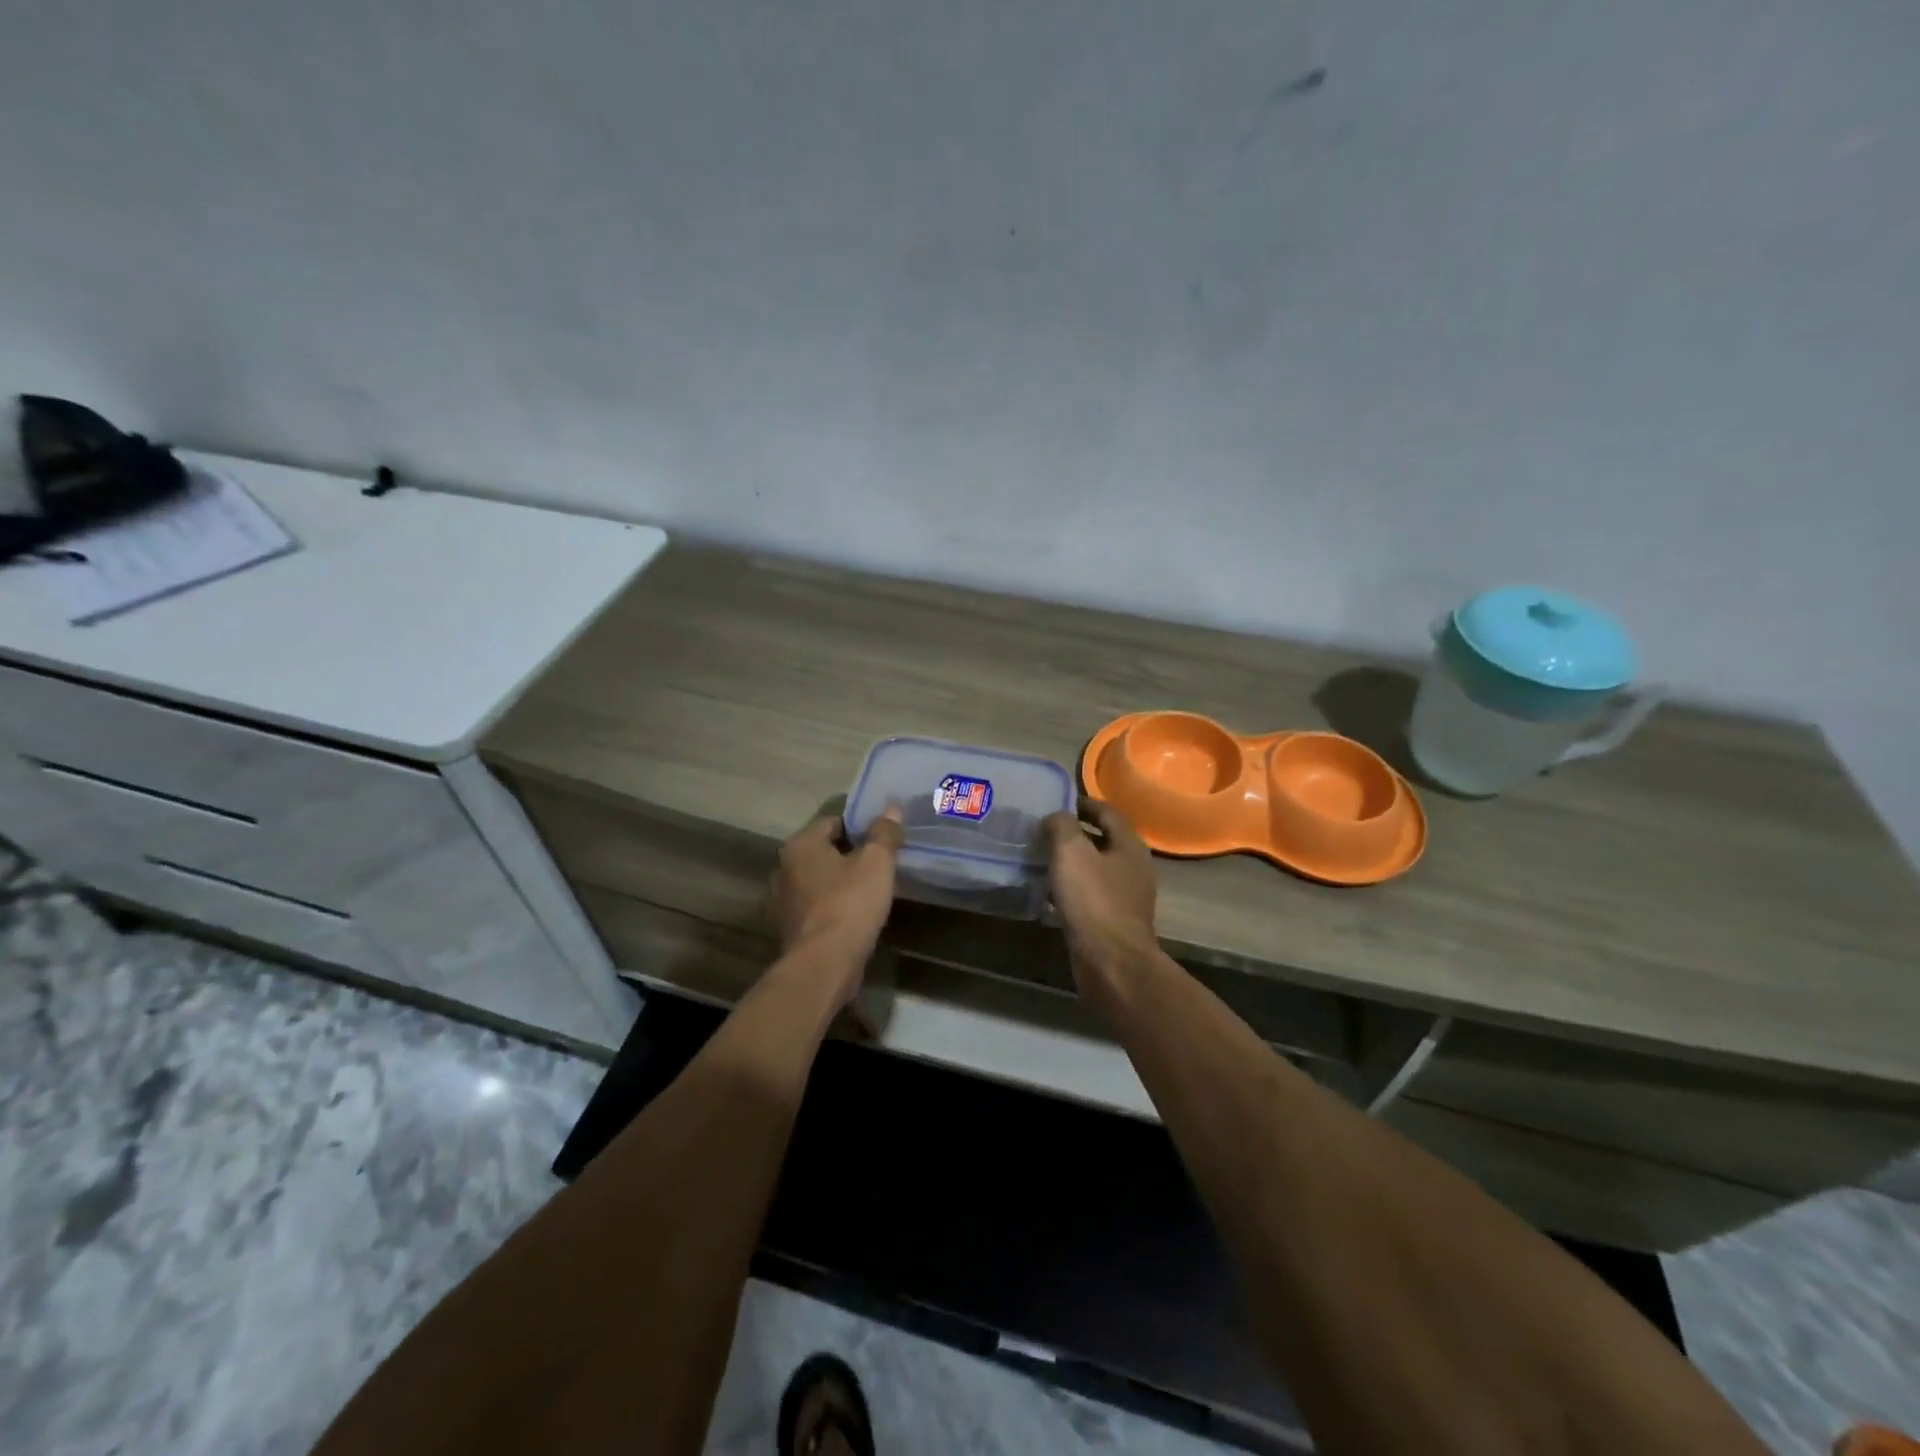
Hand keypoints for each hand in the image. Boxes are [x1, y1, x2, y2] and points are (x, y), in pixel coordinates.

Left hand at [772, 808, 903, 1002]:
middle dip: (850, 854)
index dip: (860, 826)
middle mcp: (785, 867)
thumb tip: (891, 809)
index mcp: (800, 845)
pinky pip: (818, 905)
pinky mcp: (791, 927)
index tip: (883, 837)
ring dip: (841, 881)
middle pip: (824, 850)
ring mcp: (784, 900)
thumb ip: (884, 833)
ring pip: (820, 879)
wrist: (824, 964)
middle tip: (881, 861)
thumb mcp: (876, 862)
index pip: (833, 821)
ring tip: (871, 888)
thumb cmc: (850, 904)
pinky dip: (834, 904)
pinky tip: (856, 913)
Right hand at [1043, 800, 1160, 995]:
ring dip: (1071, 863)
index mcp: (1129, 845)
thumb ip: (1062, 825)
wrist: (1111, 962)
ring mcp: (1126, 897)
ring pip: (1095, 870)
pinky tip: (1049, 895)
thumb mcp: (1072, 851)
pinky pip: (1090, 896)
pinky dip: (1071, 890)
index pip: (1107, 812)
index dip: (1082, 803)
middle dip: (1074, 834)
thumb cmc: (1093, 900)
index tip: (1055, 803)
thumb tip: (1056, 817)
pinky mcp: (1114, 922)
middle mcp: (1134, 868)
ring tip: (1041, 860)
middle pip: (1103, 840)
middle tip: (1043, 831)